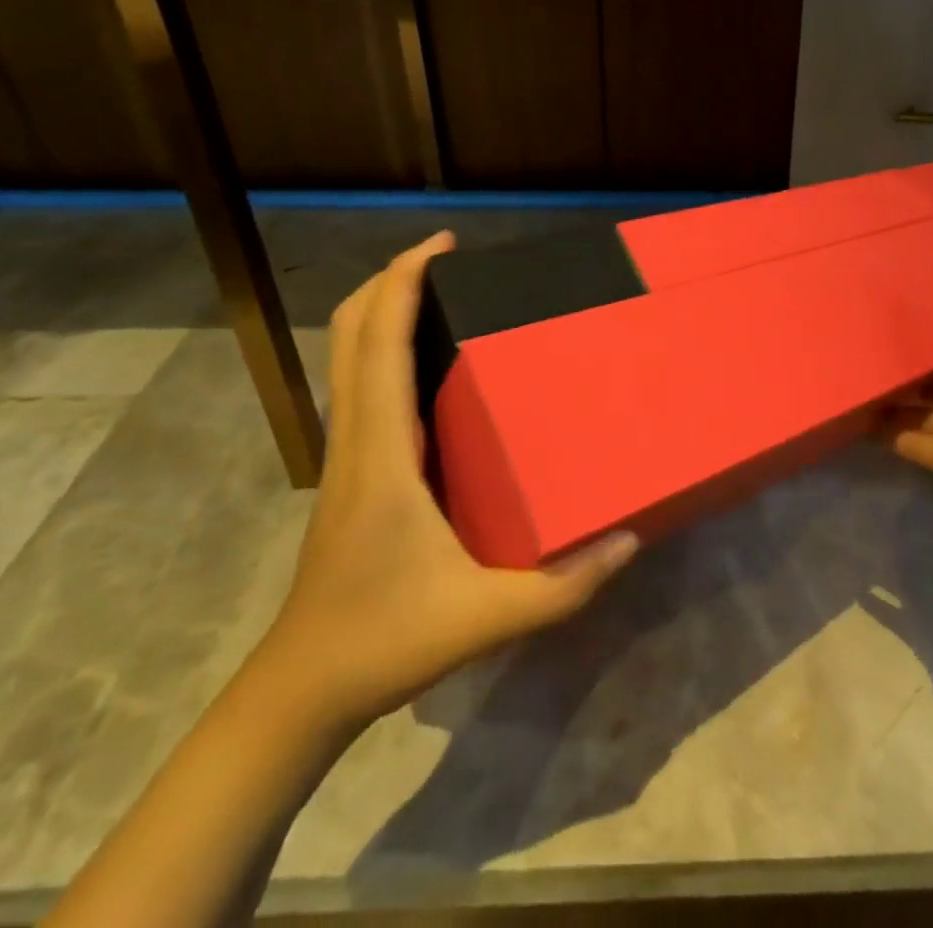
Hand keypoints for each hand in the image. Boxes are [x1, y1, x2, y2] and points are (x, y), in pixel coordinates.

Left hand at [257, 232, 636, 733]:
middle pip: (350, 333)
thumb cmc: (385, 641)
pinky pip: (360, 384)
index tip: (441, 244)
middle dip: (390, 279)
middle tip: (445, 256)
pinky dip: (383, 347)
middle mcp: (356, 437)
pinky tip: (428, 363)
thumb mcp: (486, 619)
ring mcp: (346, 452)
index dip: (403, 282)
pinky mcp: (349, 469)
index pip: (380, 344)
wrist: (302, 688)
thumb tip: (630, 539)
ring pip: (348, 356)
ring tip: (440, 292)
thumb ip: (564, 586)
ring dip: (383, 309)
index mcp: (382, 453)